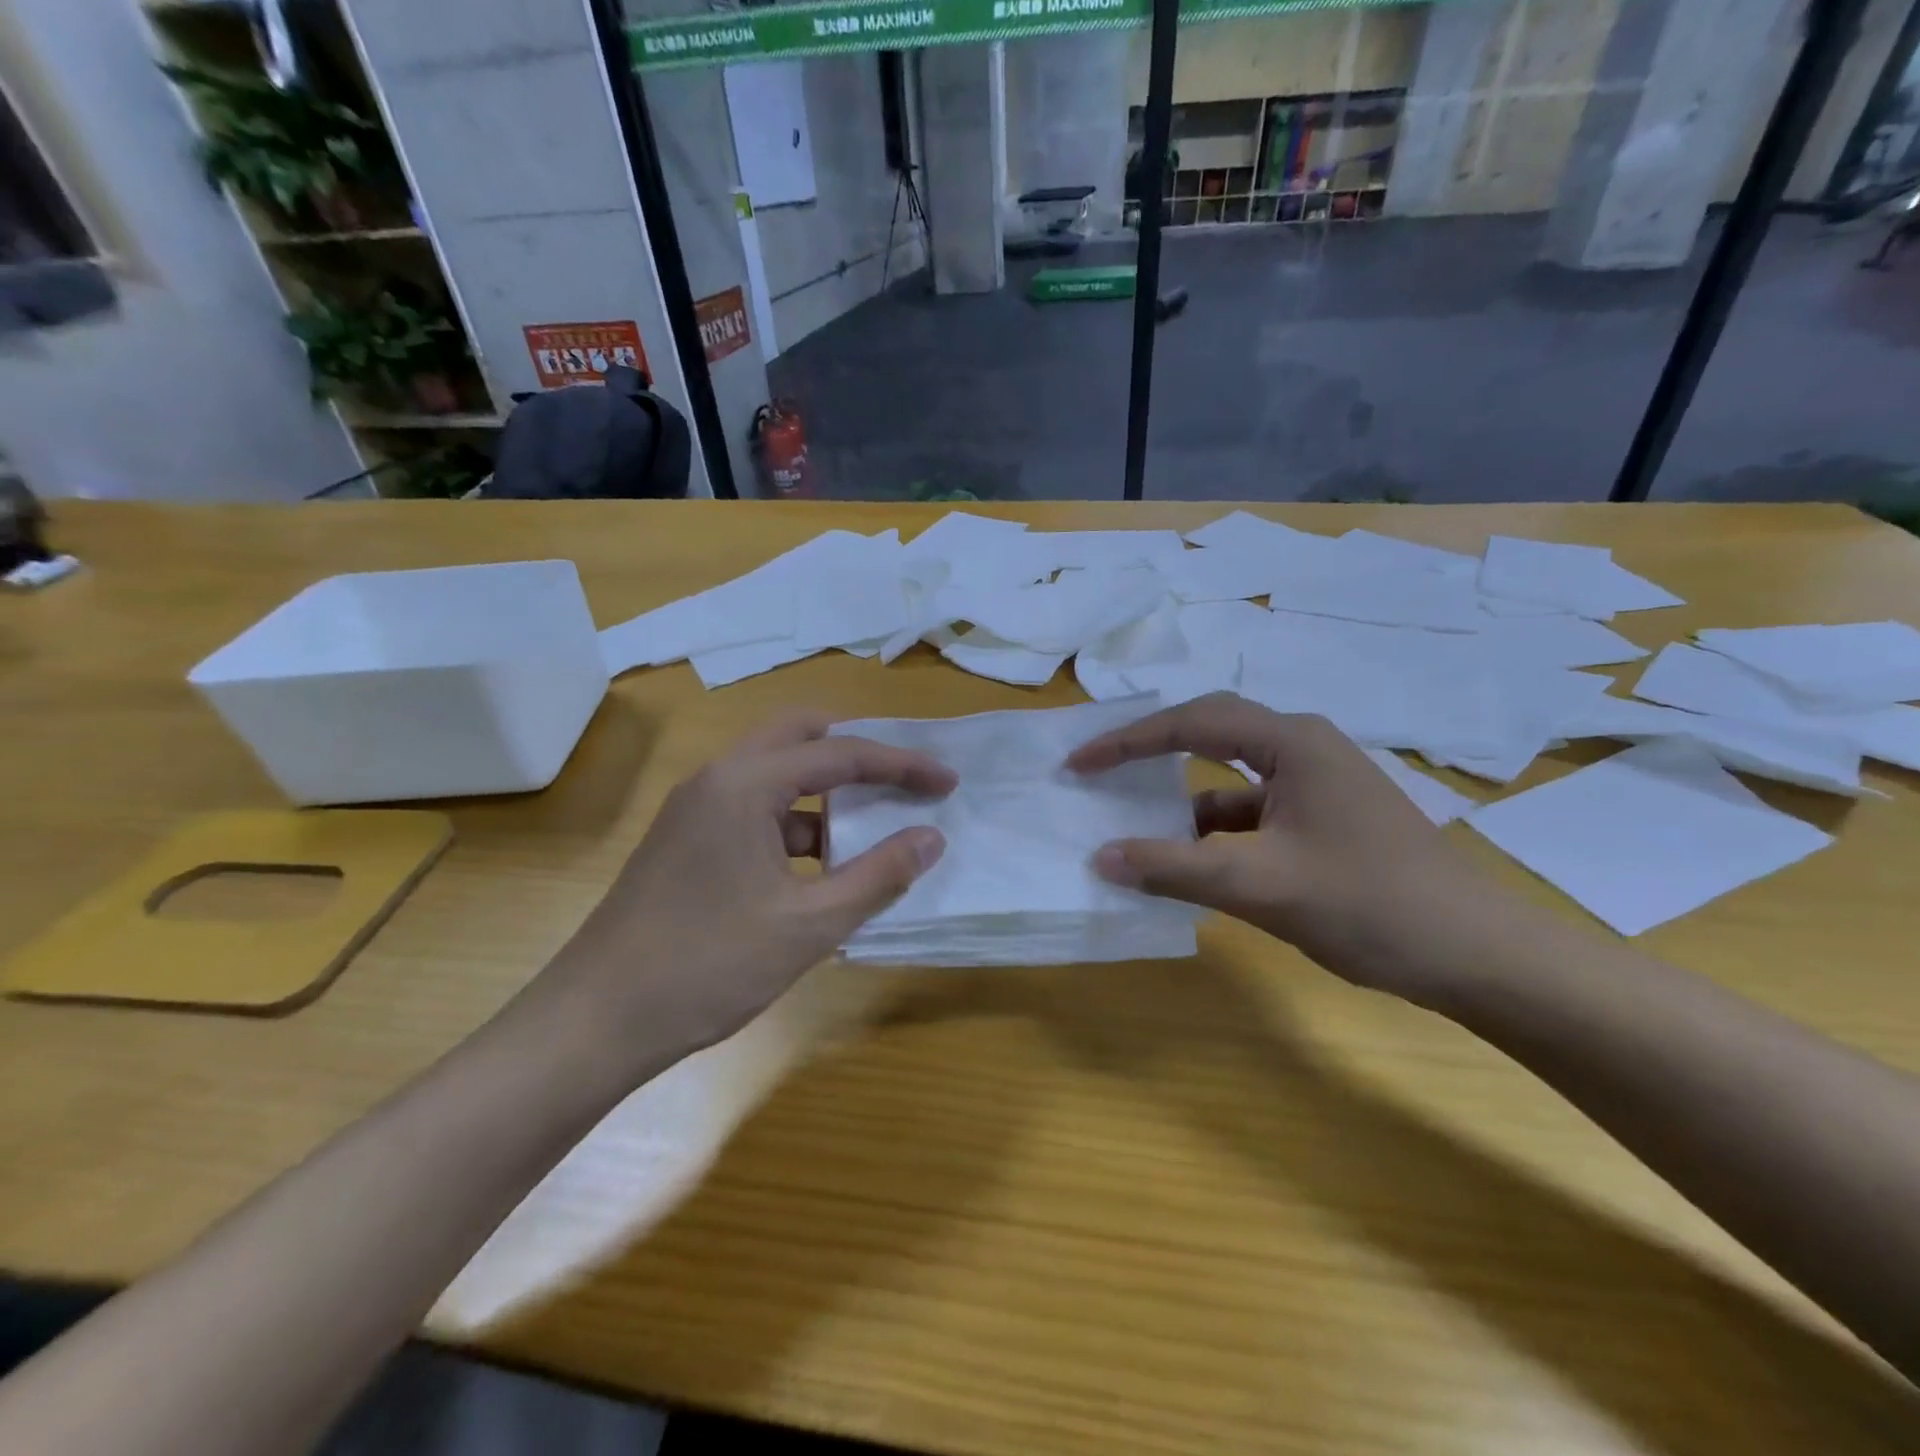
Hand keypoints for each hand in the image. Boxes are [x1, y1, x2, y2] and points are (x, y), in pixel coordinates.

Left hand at [547, 712, 954, 1071]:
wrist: (596, 1021)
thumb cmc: (708, 966)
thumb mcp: (809, 925)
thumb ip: (878, 876)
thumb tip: (930, 837)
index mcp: (744, 784)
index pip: (840, 754)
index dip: (902, 765)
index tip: (947, 782)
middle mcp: (716, 778)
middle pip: (799, 737)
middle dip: (857, 753)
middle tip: (903, 780)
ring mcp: (695, 808)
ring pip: (774, 774)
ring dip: (824, 793)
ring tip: (871, 831)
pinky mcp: (686, 839)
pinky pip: (754, 809)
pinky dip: (795, 824)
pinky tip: (821, 869)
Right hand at [1067, 693, 1511, 1005]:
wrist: (1478, 957)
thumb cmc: (1369, 904)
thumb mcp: (1258, 885)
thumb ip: (1173, 868)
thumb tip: (1099, 858)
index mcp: (1292, 742)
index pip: (1191, 723)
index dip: (1127, 742)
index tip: (1078, 763)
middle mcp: (1303, 748)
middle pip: (1209, 734)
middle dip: (1150, 752)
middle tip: (1098, 769)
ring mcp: (1316, 784)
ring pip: (1229, 779)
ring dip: (1181, 800)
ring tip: (1131, 822)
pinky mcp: (1322, 819)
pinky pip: (1251, 813)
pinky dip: (1212, 832)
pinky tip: (1188, 861)